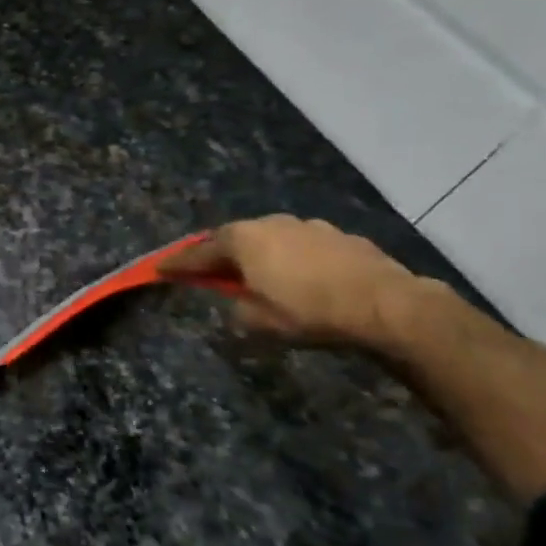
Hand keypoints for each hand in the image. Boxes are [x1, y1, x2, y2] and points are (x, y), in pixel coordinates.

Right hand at [156, 215, 431, 348]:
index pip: (198, 253)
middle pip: (233, 239)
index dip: (177, 264)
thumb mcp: (258, 322)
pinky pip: (301, 246)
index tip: (158, 269)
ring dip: (259, 255)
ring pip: (270, 239)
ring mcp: (308, 226)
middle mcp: (270, 223)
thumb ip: (236, 308)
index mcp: (243, 240)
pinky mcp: (340, 237)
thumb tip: (237, 303)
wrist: (387, 305)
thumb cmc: (309, 312)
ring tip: (259, 276)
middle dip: (219, 255)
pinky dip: (291, 259)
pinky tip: (301, 278)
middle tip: (209, 273)